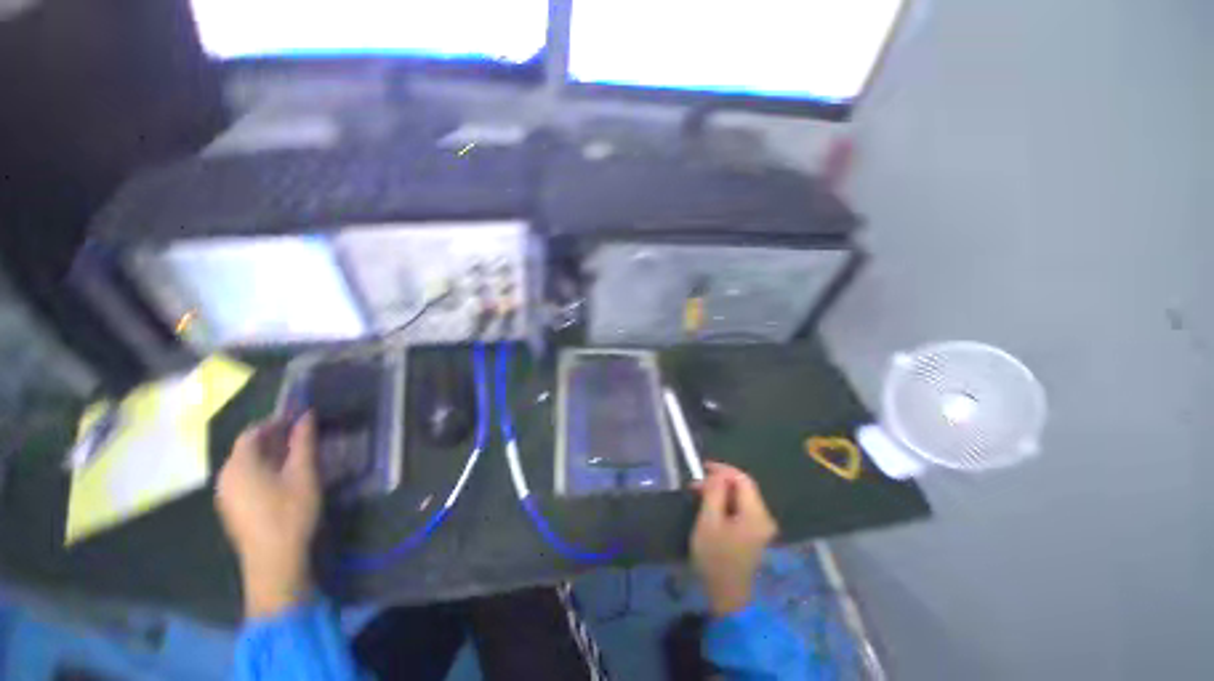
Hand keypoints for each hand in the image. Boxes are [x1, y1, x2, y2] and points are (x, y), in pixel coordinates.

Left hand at [216, 414, 320, 618]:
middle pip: (247, 449)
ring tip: (297, 456)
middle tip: (302, 436)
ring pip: (246, 465)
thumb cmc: (290, 512)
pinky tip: (283, 479)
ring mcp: (226, 495)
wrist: (274, 561)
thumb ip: (303, 442)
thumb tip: (306, 415)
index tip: (300, 419)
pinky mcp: (232, 510)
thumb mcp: (303, 473)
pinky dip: (263, 471)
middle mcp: (226, 477)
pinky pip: (245, 480)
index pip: (253, 432)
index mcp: (239, 465)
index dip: (276, 422)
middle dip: (274, 439)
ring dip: (269, 455)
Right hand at [691, 462, 777, 615]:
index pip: (743, 479)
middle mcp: (764, 518)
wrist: (726, 596)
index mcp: (756, 514)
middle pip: (743, 488)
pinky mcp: (754, 534)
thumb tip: (717, 474)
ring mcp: (761, 527)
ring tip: (699, 493)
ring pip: (741, 498)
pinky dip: (725, 503)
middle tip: (696, 484)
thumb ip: (714, 493)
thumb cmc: (716, 558)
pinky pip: (741, 509)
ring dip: (721, 492)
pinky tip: (710, 506)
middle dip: (720, 481)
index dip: (723, 469)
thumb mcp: (709, 522)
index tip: (702, 468)